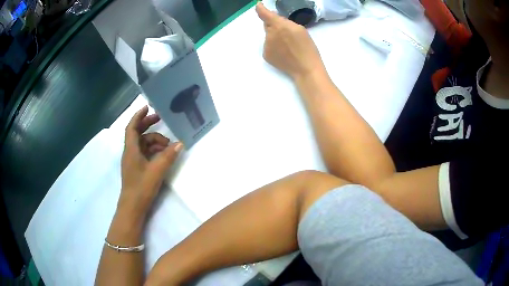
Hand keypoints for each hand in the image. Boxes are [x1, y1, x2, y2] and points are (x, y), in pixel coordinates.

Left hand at [120, 106, 182, 213]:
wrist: (133, 207)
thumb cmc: (141, 187)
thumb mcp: (156, 170)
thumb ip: (168, 156)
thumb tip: (180, 144)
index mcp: (131, 150)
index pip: (132, 127)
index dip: (138, 116)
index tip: (147, 107)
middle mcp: (130, 152)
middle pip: (137, 133)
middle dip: (148, 124)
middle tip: (160, 118)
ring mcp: (133, 161)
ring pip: (143, 144)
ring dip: (154, 141)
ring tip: (168, 145)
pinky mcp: (137, 168)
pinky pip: (145, 153)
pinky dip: (153, 150)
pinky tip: (163, 155)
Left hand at [256, 3, 324, 79]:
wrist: (305, 68)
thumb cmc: (307, 48)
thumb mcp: (300, 29)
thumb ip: (286, 23)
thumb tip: (277, 20)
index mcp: (278, 25)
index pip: (264, 14)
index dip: (260, 8)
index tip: (258, 5)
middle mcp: (269, 34)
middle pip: (268, 25)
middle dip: (274, 26)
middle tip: (287, 33)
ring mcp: (266, 45)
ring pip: (268, 36)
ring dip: (275, 37)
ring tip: (288, 46)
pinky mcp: (265, 55)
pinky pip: (268, 46)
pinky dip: (274, 47)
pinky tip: (284, 53)